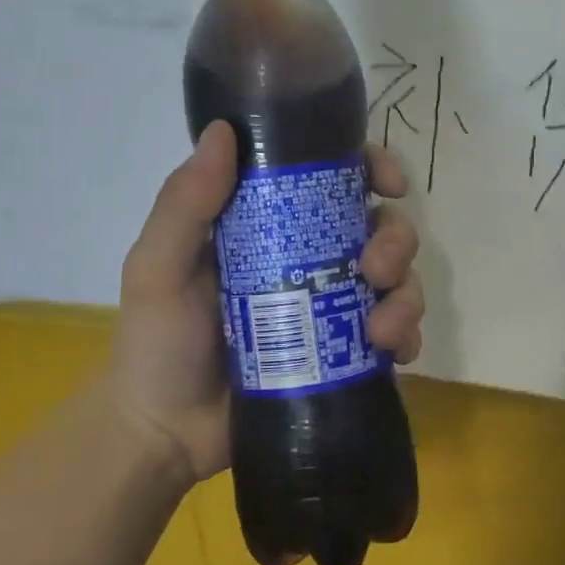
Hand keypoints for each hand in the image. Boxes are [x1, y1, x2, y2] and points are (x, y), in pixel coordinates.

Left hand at [105, 122, 424, 480]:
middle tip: (375, 269)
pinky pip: (398, 334)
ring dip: (407, 294)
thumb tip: (224, 130)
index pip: (335, 179)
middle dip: (396, 240)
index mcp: (275, 226)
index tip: (388, 182)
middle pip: (381, 227)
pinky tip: (393, 352)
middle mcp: (314, 258)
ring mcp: (335, 308)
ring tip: (381, 329)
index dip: (373, 168)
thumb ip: (184, 203)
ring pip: (399, 279)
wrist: (164, 434)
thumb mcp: (159, 267)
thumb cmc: (157, 343)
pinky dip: (408, 336)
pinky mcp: (349, 355)